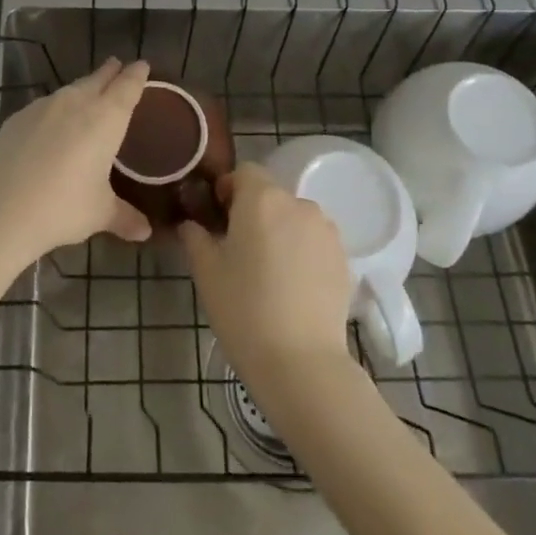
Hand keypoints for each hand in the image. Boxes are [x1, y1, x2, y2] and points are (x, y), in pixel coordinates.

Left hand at [0, 58, 154, 267]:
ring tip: (88, 94)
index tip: (142, 65)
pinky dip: (56, 109)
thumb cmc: (62, 208)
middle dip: (110, 72)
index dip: (137, 75)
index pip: (127, 86)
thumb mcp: (99, 214)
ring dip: (83, 88)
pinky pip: (45, 106)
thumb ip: (125, 217)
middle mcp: (76, 102)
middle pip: (98, 79)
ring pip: (70, 90)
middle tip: (118, 66)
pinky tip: (52, 125)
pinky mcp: (17, 118)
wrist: (0, 210)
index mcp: (105, 118)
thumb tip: (145, 231)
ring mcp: (43, 107)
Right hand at [181, 164, 351, 380]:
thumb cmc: (243, 309)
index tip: (217, 218)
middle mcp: (298, 204)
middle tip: (237, 248)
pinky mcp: (343, 258)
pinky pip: (314, 241)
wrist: (301, 362)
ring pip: (294, 218)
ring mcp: (326, 231)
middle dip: (253, 212)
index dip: (228, 189)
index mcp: (261, 199)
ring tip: (267, 270)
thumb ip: (195, 236)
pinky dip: (301, 252)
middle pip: (270, 195)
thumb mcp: (205, 271)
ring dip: (280, 231)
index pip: (243, 172)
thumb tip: (192, 224)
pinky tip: (291, 286)